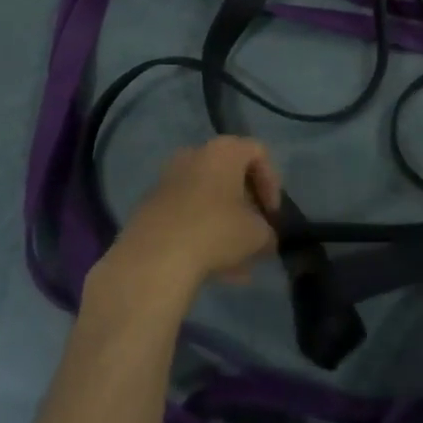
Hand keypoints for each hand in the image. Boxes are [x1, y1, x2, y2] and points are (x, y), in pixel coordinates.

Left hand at [105, 137, 280, 299]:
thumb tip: (265, 238)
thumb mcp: (258, 234)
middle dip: (246, 207)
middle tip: (256, 233)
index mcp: (223, 151)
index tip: (272, 214)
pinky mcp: (151, 207)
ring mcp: (168, 181)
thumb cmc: (216, 231)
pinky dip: (202, 235)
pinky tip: (215, 270)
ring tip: (239, 263)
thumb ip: (267, 232)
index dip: (272, 183)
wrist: (154, 257)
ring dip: (225, 226)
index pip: (258, 152)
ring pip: (207, 200)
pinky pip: (187, 216)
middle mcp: (194, 156)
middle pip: (230, 176)